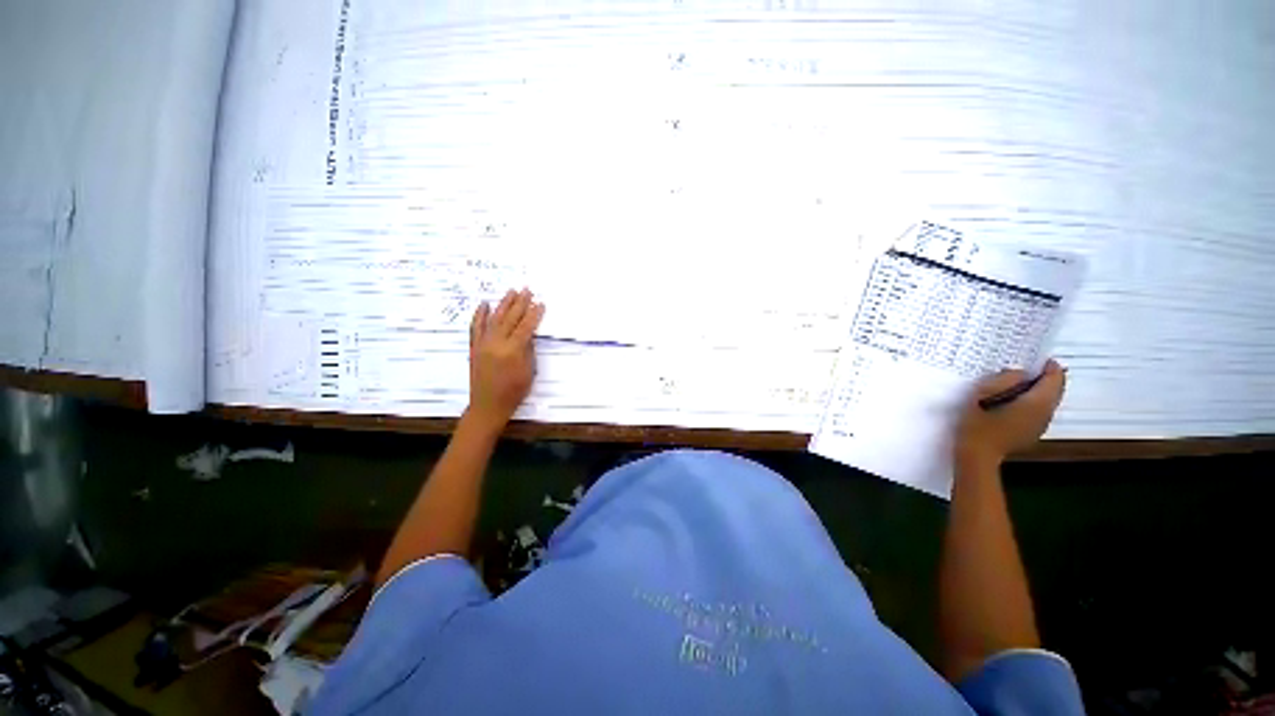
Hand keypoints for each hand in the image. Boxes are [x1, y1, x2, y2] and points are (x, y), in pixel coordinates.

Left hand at [467, 289, 544, 429]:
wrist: (488, 405)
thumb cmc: (514, 391)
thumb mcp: (528, 371)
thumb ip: (528, 350)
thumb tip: (529, 333)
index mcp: (513, 350)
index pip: (526, 326)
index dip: (534, 314)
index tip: (540, 303)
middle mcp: (497, 343)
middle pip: (510, 318)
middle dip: (520, 303)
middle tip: (527, 290)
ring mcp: (483, 344)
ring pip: (494, 318)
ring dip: (503, 303)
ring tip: (511, 291)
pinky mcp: (474, 347)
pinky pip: (476, 327)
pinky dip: (479, 315)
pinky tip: (484, 304)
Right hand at [956, 360, 1066, 466]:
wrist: (976, 455)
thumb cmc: (977, 424)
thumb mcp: (981, 395)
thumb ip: (1003, 380)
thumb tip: (1018, 373)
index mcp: (1037, 403)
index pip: (1054, 379)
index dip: (1049, 366)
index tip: (1036, 357)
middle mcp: (1045, 414)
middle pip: (1055, 391)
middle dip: (1046, 378)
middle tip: (1027, 368)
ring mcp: (1040, 426)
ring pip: (1048, 402)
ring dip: (1039, 391)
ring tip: (1018, 383)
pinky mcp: (1032, 433)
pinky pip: (1039, 412)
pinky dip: (1033, 403)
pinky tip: (1014, 403)